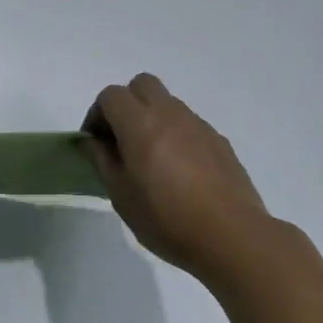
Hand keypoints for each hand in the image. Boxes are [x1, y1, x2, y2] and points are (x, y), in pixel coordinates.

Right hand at [84, 73, 272, 281]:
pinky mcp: (219, 141)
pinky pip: (189, 124)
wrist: (232, 237)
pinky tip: (180, 172)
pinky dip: (176, 135)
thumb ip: (102, 161)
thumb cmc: (167, 219)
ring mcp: (198, 125)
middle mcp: (169, 114)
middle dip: (126, 104)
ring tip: (151, 158)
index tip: (95, 143)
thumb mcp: (121, 196)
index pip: (110, 95)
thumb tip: (90, 141)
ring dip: (152, 118)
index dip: (96, 114)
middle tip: (121, 139)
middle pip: (141, 85)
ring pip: (167, 103)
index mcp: (140, 124)